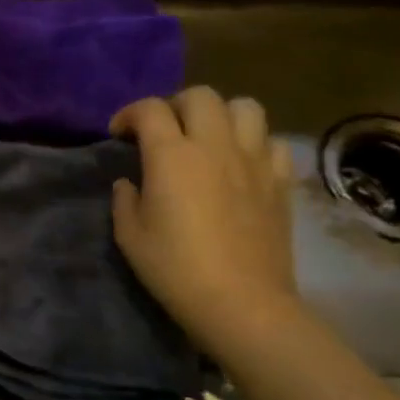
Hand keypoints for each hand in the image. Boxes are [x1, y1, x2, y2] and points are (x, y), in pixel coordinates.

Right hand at [109, 88, 299, 343]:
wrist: (242, 304)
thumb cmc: (175, 268)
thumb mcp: (129, 235)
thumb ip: (125, 199)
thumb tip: (130, 183)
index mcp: (171, 155)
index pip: (149, 109)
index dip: (129, 115)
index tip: (119, 135)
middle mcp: (214, 146)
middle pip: (199, 96)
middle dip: (175, 105)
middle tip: (163, 131)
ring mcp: (254, 162)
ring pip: (245, 107)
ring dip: (221, 114)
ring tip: (206, 138)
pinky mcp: (280, 182)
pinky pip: (272, 143)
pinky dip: (254, 143)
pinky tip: (240, 164)